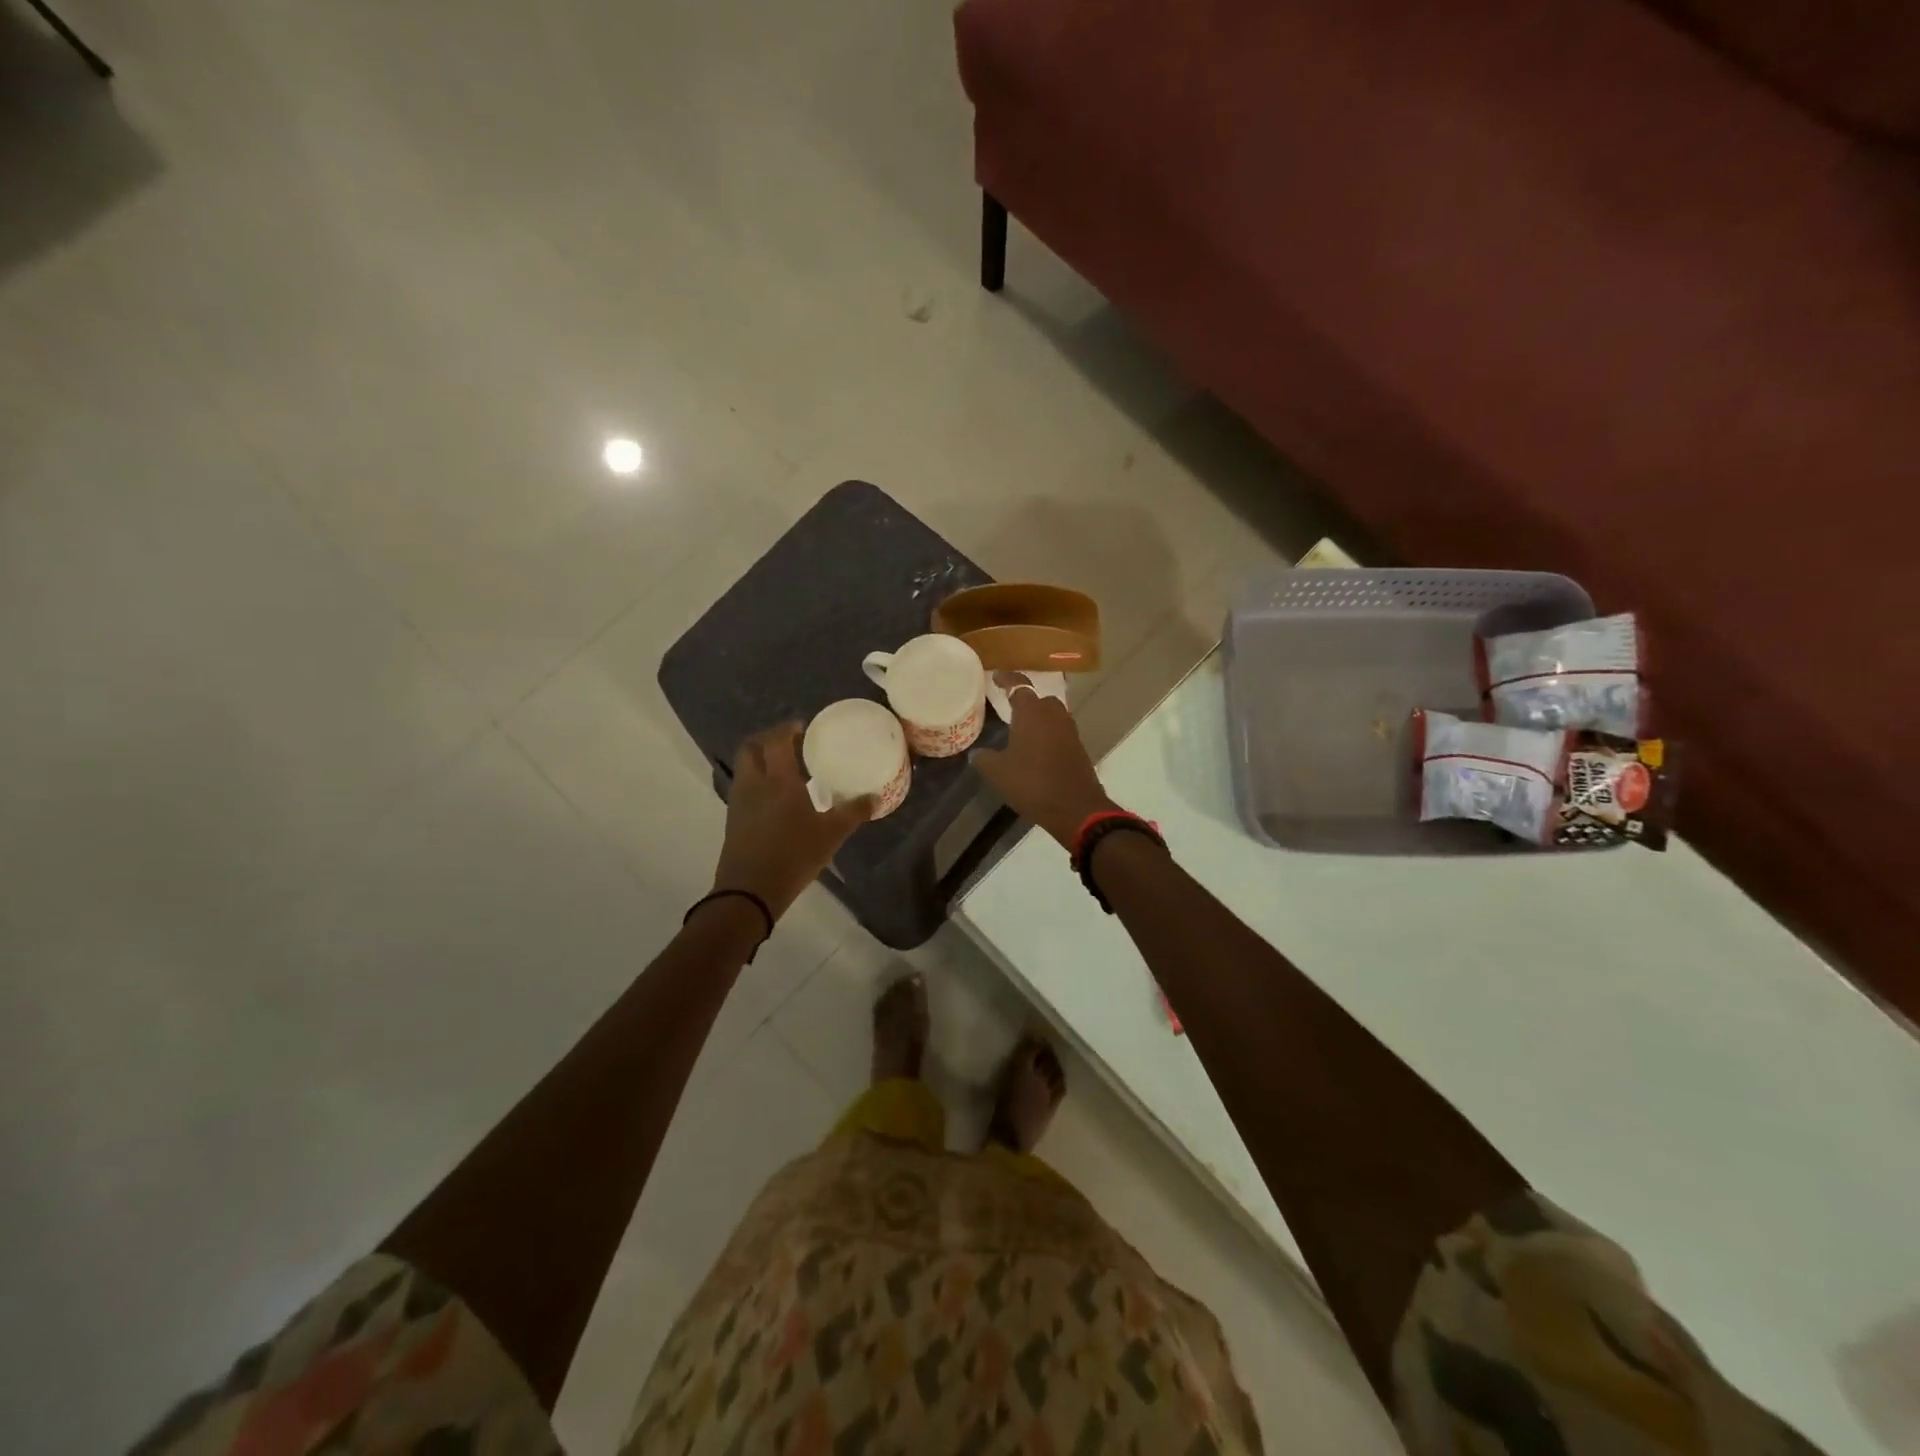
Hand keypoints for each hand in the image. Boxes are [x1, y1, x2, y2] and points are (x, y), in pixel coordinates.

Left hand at [711, 723, 870, 918]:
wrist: (750, 891)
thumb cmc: (794, 855)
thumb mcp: (832, 834)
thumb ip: (854, 812)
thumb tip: (875, 797)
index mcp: (778, 779)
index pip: (776, 740)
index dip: (788, 729)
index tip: (803, 728)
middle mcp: (754, 783)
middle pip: (751, 748)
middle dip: (768, 740)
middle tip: (790, 744)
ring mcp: (739, 802)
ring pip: (745, 768)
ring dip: (761, 761)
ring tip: (785, 771)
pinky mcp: (733, 820)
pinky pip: (744, 789)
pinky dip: (757, 783)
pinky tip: (776, 800)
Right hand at [973, 676, 1115, 848]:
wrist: (1076, 808)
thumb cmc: (1032, 784)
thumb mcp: (999, 773)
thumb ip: (985, 758)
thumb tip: (977, 753)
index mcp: (1032, 713)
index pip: (1019, 686)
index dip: (1007, 679)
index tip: (997, 678)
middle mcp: (1053, 715)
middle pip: (1040, 699)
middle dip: (1026, 700)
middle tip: (1009, 708)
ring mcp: (1070, 731)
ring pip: (1052, 715)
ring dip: (1039, 719)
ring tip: (1022, 730)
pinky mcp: (1079, 748)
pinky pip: (1060, 732)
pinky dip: (1048, 735)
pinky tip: (1036, 750)